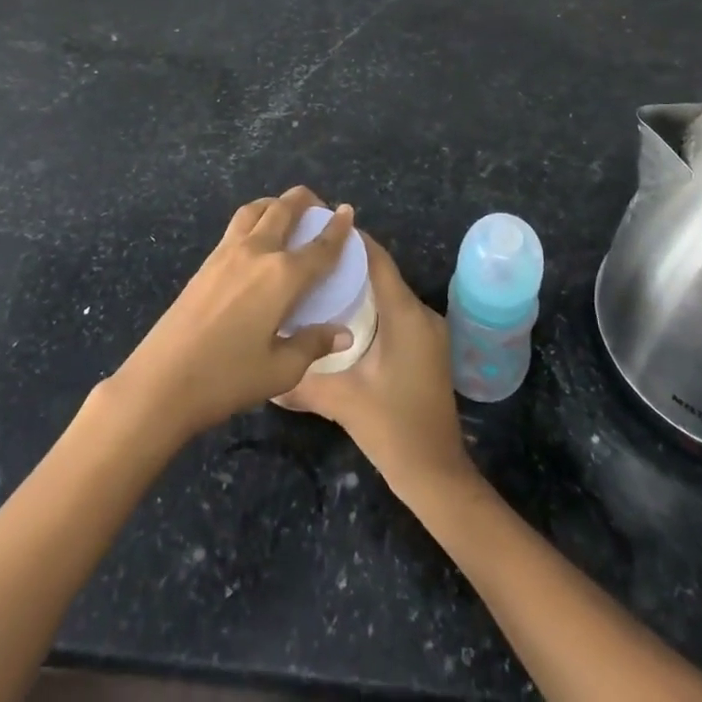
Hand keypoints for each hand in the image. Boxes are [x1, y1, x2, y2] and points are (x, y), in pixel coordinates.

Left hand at [107, 187, 355, 442]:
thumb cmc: (227, 378)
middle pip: (284, 210)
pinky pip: (237, 225)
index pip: (320, 247)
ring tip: (285, 212)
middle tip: (318, 207)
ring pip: (255, 210)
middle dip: (304, 201)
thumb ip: (313, 345)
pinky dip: (254, 218)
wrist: (162, 380)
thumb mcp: (280, 371)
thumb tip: (342, 333)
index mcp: (283, 276)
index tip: (348, 211)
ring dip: (275, 203)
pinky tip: (256, 239)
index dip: (338, 228)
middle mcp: (257, 252)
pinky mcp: (206, 262)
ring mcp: (227, 253)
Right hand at [279, 232, 474, 501]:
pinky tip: (343, 318)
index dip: (352, 240)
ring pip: (390, 295)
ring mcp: (428, 333)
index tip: (320, 226)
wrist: (437, 475)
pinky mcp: (426, 349)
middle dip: (349, 263)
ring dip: (360, 286)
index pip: (378, 260)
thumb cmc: (393, 428)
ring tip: (319, 283)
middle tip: (310, 258)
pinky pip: (396, 314)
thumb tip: (264, 376)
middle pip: (383, 274)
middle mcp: (421, 314)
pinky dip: (372, 307)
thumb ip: (302, 382)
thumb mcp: (342, 401)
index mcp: (406, 314)